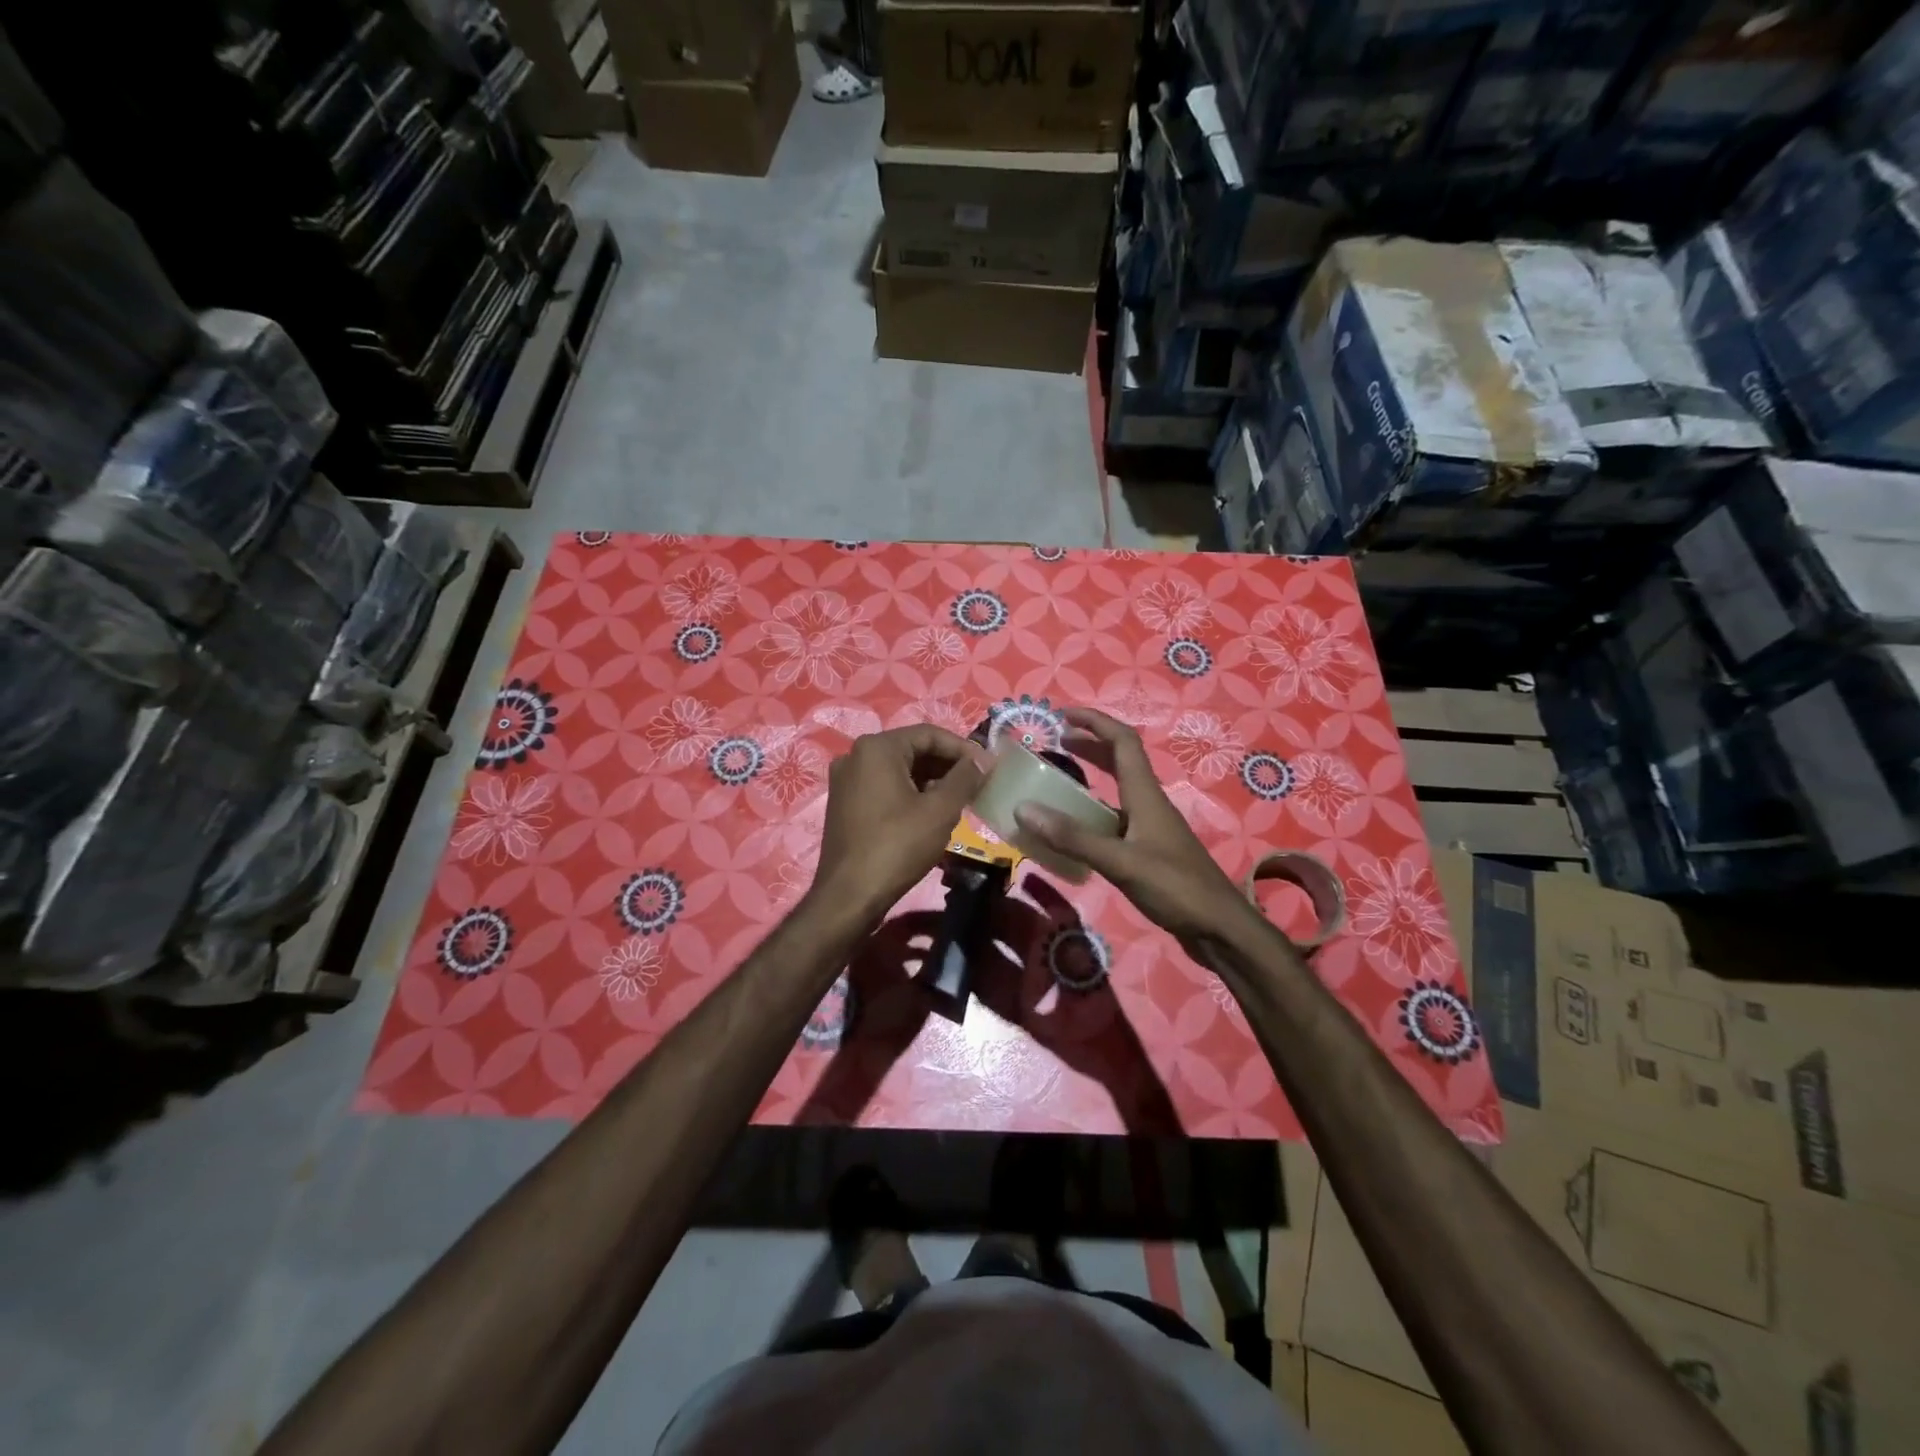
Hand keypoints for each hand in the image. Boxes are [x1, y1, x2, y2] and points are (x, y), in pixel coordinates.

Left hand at [809, 724, 988, 923]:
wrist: (849, 895)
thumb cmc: (897, 846)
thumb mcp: (940, 810)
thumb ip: (965, 778)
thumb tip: (982, 760)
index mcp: (877, 748)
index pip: (930, 734)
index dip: (963, 749)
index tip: (989, 767)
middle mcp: (855, 755)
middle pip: (913, 750)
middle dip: (947, 765)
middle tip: (978, 784)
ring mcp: (846, 780)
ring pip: (899, 770)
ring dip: (931, 781)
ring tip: (960, 800)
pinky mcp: (845, 803)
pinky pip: (884, 787)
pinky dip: (910, 793)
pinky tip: (931, 813)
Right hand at [1013, 707, 1256, 951]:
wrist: (1219, 929)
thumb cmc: (1176, 888)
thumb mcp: (1120, 862)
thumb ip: (1073, 837)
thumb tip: (1024, 809)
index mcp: (1145, 795)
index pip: (1122, 741)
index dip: (1094, 721)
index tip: (1061, 715)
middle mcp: (1148, 803)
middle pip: (1119, 760)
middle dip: (1089, 744)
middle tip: (1054, 743)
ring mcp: (1150, 828)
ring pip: (1117, 791)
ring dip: (1090, 779)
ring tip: (1056, 783)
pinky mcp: (1149, 851)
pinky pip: (1115, 820)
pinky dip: (1092, 815)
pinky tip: (1074, 832)